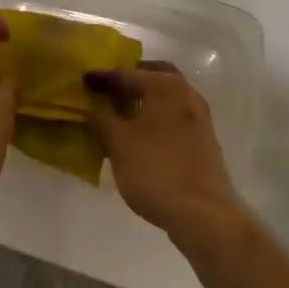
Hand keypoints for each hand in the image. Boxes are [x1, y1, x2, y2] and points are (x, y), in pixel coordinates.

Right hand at [84, 63, 241, 238]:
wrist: (202, 214)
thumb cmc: (155, 171)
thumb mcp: (118, 143)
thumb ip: (101, 117)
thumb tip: (92, 102)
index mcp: (166, 87)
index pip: (128, 73)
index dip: (103, 76)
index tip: (84, 79)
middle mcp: (187, 94)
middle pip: (155, 76)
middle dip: (131, 79)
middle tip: (109, 88)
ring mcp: (200, 118)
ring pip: (168, 96)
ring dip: (146, 98)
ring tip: (121, 110)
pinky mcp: (204, 140)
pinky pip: (175, 115)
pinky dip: (157, 115)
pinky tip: (142, 132)